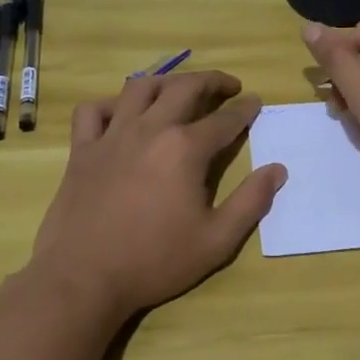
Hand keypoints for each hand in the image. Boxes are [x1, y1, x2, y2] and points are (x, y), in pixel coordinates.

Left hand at [30, 70, 286, 323]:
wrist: (84, 278)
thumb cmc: (155, 261)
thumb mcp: (217, 241)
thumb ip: (251, 202)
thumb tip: (278, 170)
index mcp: (185, 149)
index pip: (225, 119)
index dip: (245, 109)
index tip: (256, 101)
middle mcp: (150, 129)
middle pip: (184, 88)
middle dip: (212, 81)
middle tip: (228, 86)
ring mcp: (112, 136)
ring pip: (139, 87)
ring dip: (166, 82)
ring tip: (180, 89)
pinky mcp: (82, 149)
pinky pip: (93, 110)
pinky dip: (111, 104)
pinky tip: (123, 114)